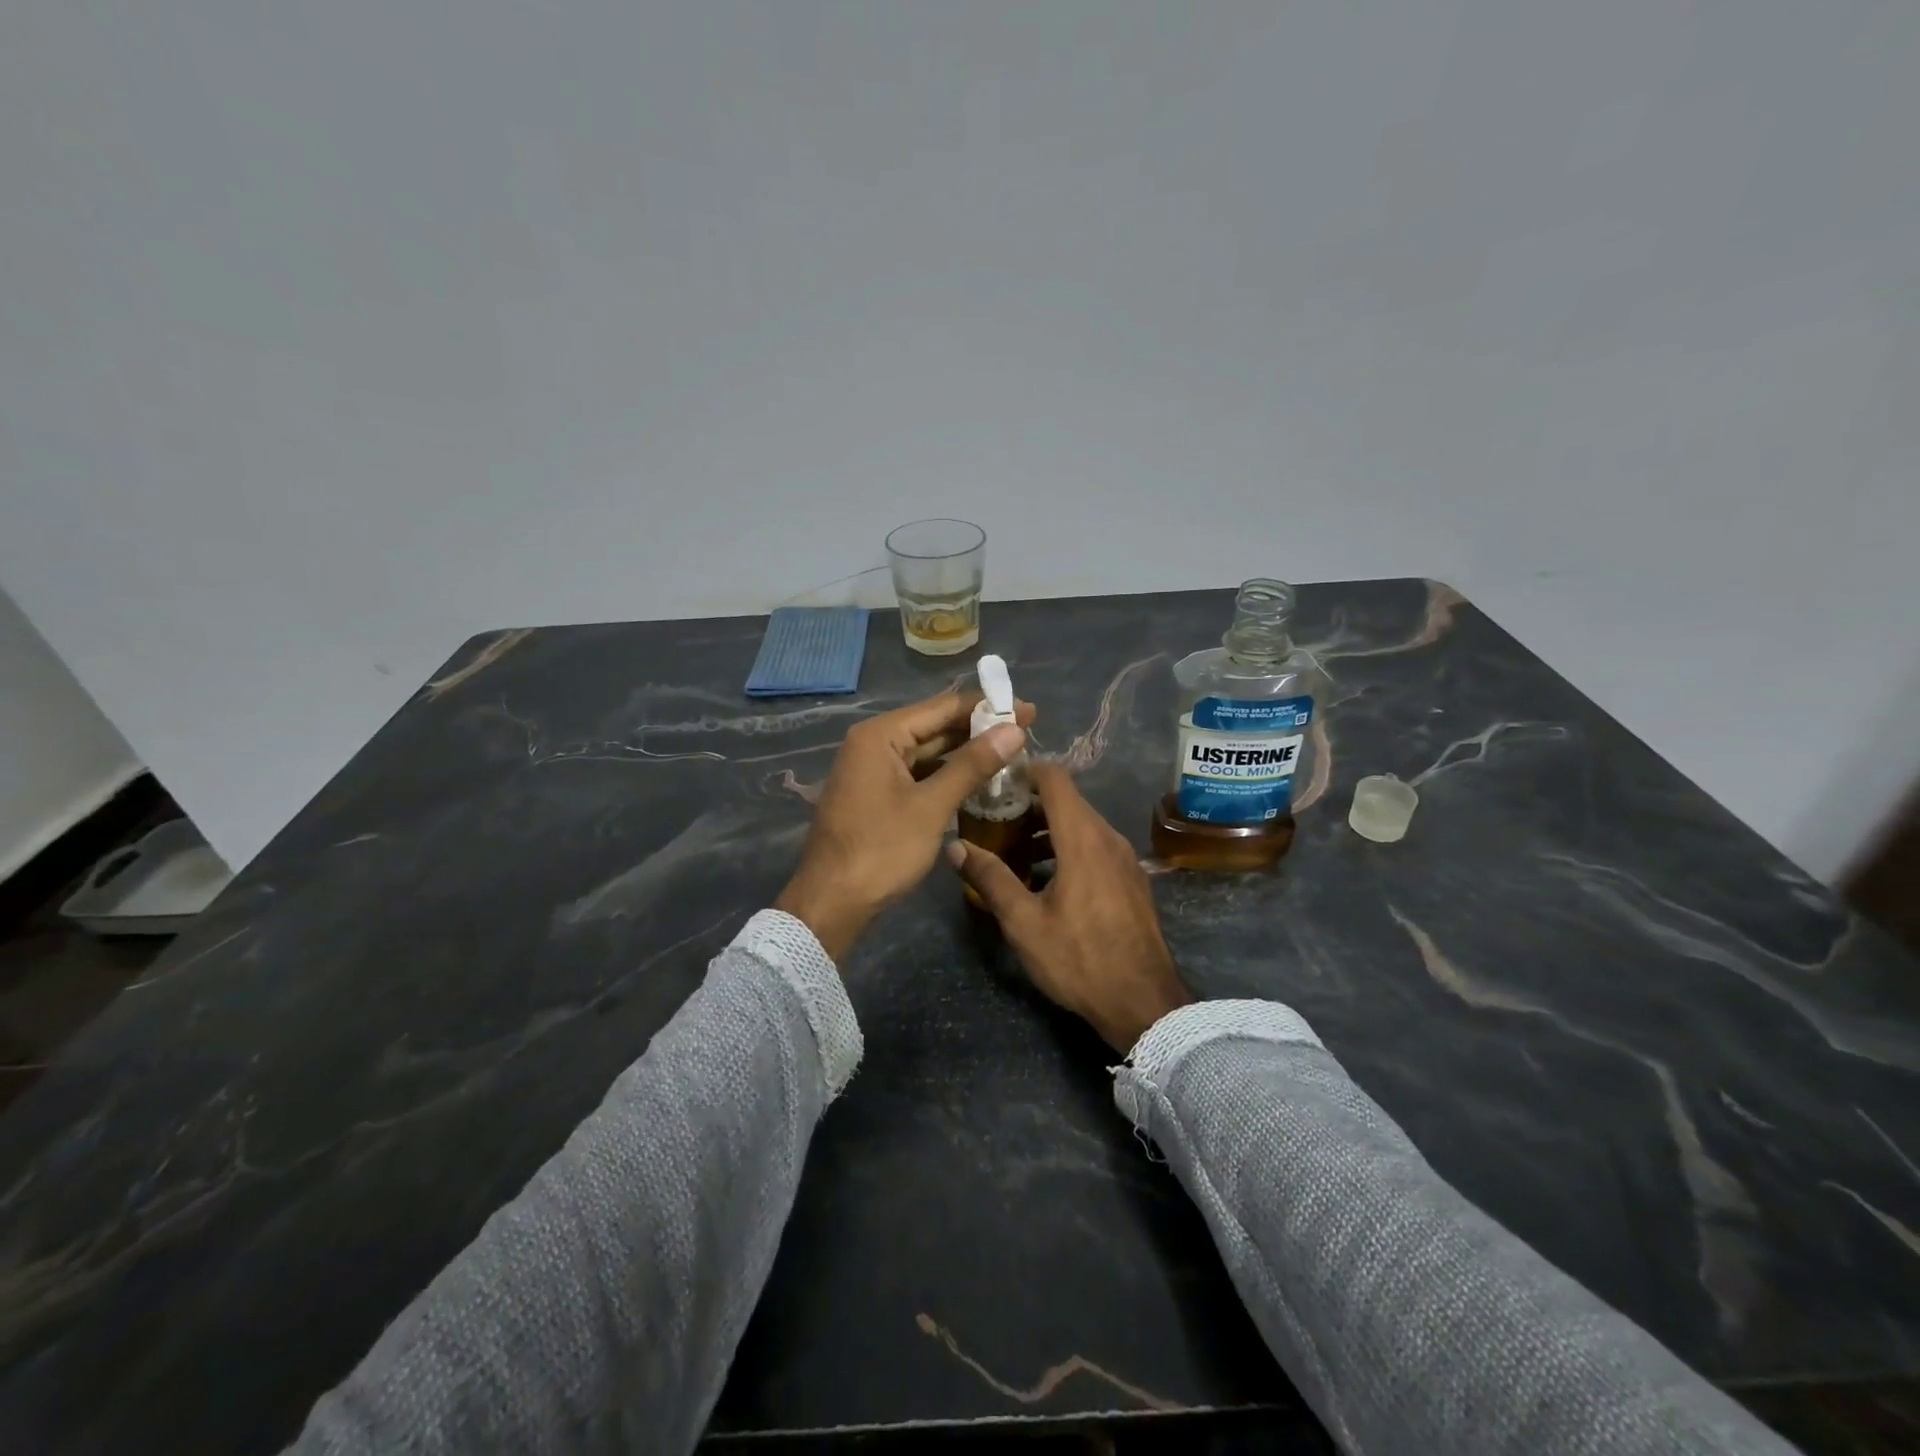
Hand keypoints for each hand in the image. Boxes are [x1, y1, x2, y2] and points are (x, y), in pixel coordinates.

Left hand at [776, 689, 1034, 961]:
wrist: (831, 902)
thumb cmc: (880, 850)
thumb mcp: (931, 806)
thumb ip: (972, 765)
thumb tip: (1014, 730)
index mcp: (881, 735)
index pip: (942, 707)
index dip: (987, 707)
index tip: (1028, 710)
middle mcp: (874, 743)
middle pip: (935, 726)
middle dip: (979, 729)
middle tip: (1027, 730)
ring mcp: (874, 769)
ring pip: (928, 751)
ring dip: (966, 752)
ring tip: (1011, 751)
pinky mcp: (877, 793)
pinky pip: (918, 773)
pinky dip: (947, 773)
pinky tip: (978, 778)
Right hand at [946, 762, 1191, 1052]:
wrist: (1144, 1002)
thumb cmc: (1080, 958)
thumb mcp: (1024, 922)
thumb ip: (990, 878)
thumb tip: (956, 846)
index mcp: (1083, 838)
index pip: (1055, 779)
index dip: (1025, 771)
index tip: (996, 782)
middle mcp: (1108, 837)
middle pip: (1068, 800)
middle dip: (1030, 803)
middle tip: (995, 820)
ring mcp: (1125, 858)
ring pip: (1083, 824)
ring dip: (1049, 828)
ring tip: (1014, 850)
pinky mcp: (1132, 879)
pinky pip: (1096, 846)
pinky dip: (1068, 846)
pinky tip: (1047, 878)